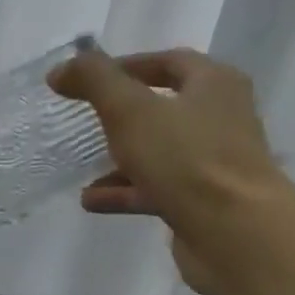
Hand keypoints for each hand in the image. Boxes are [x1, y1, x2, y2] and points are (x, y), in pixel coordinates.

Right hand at [47, 43, 286, 294]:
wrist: (233, 232)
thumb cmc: (186, 159)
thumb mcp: (131, 110)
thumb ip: (95, 82)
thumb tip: (61, 69)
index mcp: (214, 84)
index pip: (168, 62)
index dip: (125, 66)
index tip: (85, 80)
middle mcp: (220, 118)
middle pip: (164, 108)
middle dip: (122, 116)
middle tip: (85, 121)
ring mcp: (212, 163)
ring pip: (158, 153)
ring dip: (119, 160)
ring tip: (82, 168)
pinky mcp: (201, 202)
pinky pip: (156, 189)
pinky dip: (124, 192)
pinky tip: (92, 201)